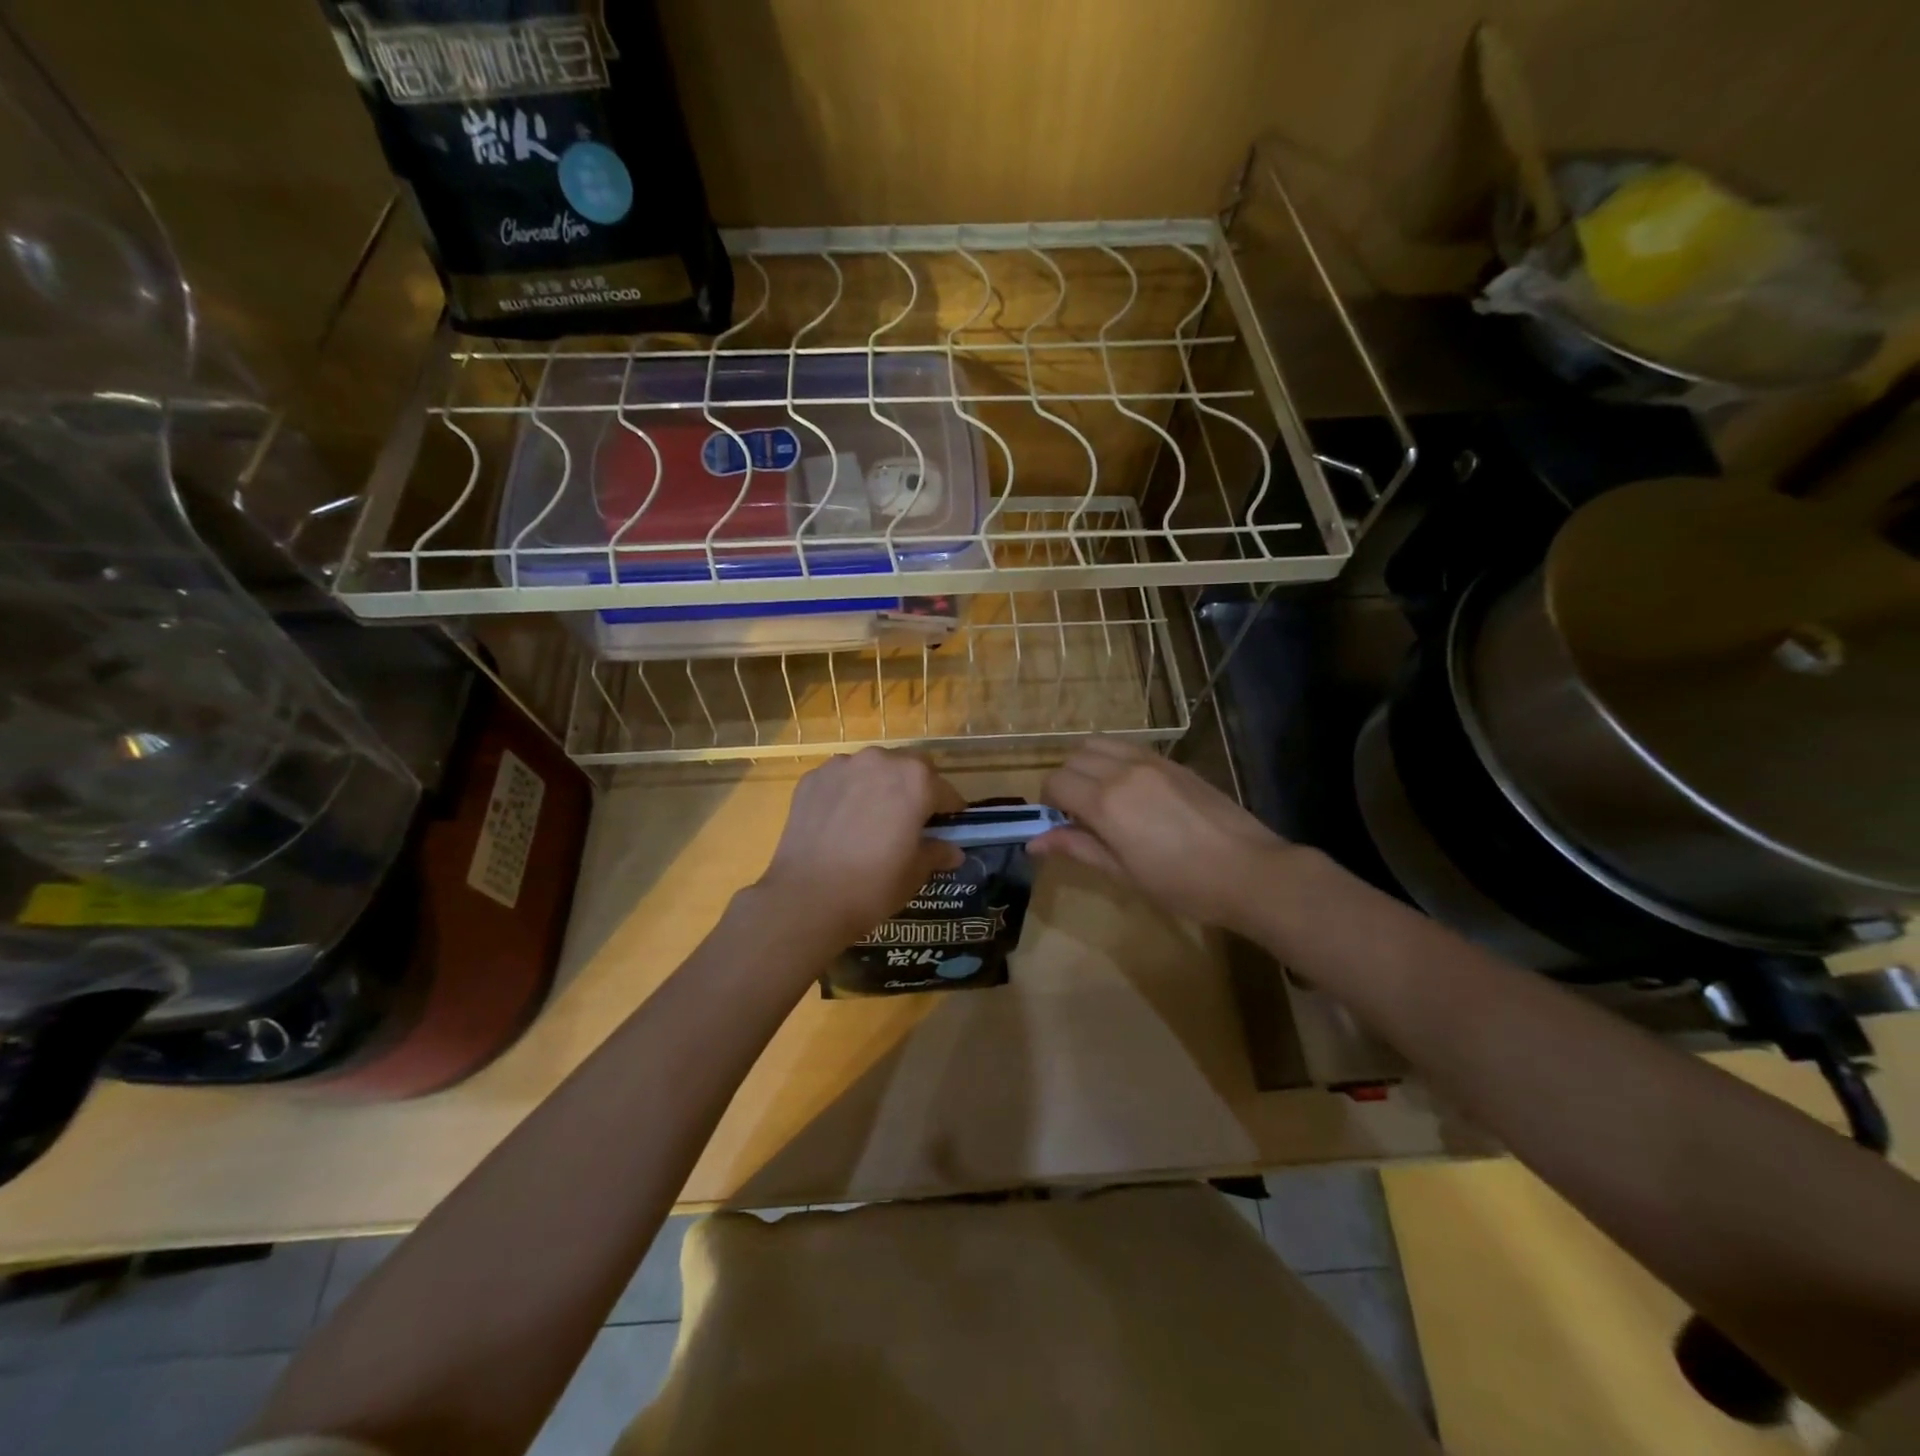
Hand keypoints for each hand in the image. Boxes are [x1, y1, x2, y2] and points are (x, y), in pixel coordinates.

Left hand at [753, 749, 966, 944]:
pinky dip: (846, 792)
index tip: (947, 826)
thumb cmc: (873, 885)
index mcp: (915, 781)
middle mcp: (880, 761)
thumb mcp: (914, 873)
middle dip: (914, 788)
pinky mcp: (812, 778)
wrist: (806, 898)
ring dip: (878, 785)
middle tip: (909, 820)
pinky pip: (840, 779)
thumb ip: (936, 853)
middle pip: (908, 768)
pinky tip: (840, 822)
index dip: (949, 810)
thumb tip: (952, 851)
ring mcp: (842, 766)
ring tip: (871, 818)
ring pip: (872, 768)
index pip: (944, 790)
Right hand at [1033, 736, 1298, 933]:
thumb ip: (1077, 848)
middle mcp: (1122, 771)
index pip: (1055, 783)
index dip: (1049, 803)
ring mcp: (1150, 761)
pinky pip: (1128, 745)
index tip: (1061, 824)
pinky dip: (1113, 758)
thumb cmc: (1182, 884)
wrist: (1249, 871)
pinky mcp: (1172, 761)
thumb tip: (1034, 843)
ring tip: (1101, 794)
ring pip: (1098, 743)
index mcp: (1105, 802)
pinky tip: (1129, 788)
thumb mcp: (1123, 873)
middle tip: (1079, 812)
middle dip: (1066, 781)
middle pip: (1073, 757)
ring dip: (1087, 763)